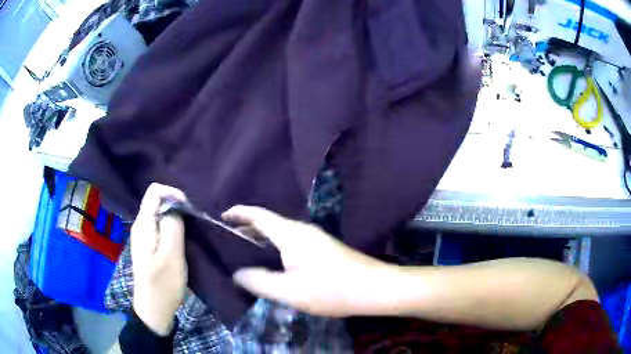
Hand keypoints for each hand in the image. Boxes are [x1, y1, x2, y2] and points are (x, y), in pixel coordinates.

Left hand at [131, 183, 187, 335]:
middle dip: (176, 207)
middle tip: (192, 224)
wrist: (154, 308)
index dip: (173, 193)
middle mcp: (141, 226)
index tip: (189, 209)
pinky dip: (173, 229)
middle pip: (157, 202)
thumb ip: (173, 226)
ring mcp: (144, 237)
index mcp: (143, 224)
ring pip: (160, 215)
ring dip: (176, 219)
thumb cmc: (163, 284)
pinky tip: (182, 242)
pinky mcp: (149, 246)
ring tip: (190, 233)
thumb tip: (176, 206)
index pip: (154, 191)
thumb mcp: (172, 255)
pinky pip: (161, 227)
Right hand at [222, 206, 391, 316]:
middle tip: (228, 238)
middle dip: (247, 226)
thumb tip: (237, 274)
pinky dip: (275, 245)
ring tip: (245, 250)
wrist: (373, 288)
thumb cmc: (331, 289)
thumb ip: (259, 282)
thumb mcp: (289, 291)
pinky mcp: (323, 248)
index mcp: (291, 234)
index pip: (258, 215)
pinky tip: (273, 261)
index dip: (239, 212)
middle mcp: (302, 230)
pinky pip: (291, 241)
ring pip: (280, 232)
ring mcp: (315, 238)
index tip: (222, 216)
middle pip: (269, 222)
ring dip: (261, 237)